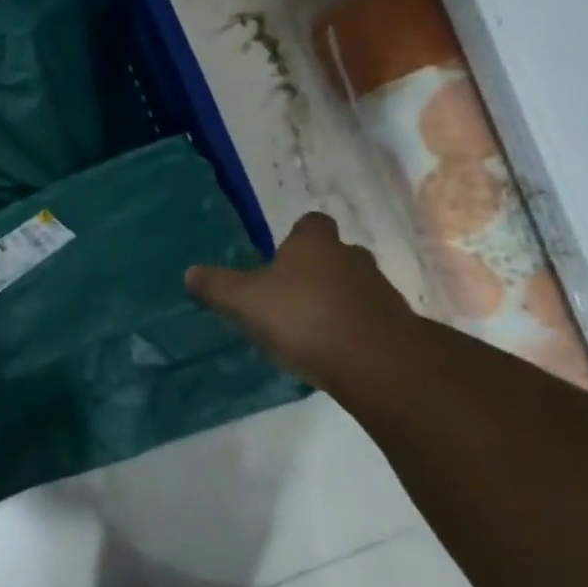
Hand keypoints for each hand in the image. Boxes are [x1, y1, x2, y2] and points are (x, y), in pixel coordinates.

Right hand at [187, 212, 416, 390]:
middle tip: (291, 295)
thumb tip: (190, 272)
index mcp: (314, 245)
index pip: (310, 223)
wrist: (377, 362)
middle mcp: (351, 258)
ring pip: (354, 287)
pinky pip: (370, 319)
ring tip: (311, 329)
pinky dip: (354, 329)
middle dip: (316, 271)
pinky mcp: (397, 326)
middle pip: (334, 255)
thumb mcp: (244, 302)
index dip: (297, 237)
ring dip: (337, 301)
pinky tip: (335, 352)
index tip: (281, 256)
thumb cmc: (304, 317)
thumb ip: (217, 286)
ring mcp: (380, 291)